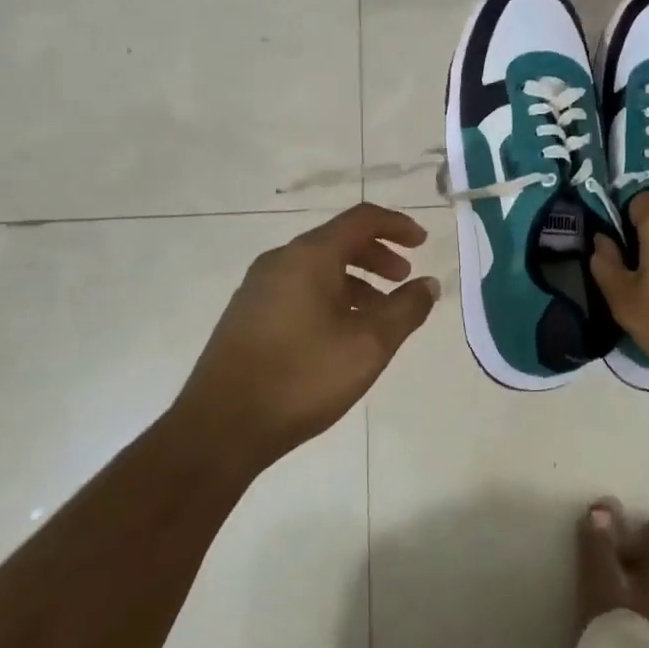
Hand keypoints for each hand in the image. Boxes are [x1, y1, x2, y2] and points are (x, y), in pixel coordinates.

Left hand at [175, 203, 438, 473]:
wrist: (220, 428)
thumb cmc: (303, 377)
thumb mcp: (369, 344)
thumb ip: (406, 309)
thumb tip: (428, 284)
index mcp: (309, 256)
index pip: (361, 219)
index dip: (397, 225)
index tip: (423, 243)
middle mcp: (280, 260)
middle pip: (338, 241)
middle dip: (377, 255)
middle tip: (404, 279)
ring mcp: (258, 288)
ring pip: (317, 268)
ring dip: (355, 280)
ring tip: (378, 314)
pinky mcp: (246, 315)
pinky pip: (298, 289)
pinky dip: (330, 296)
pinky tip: (340, 334)